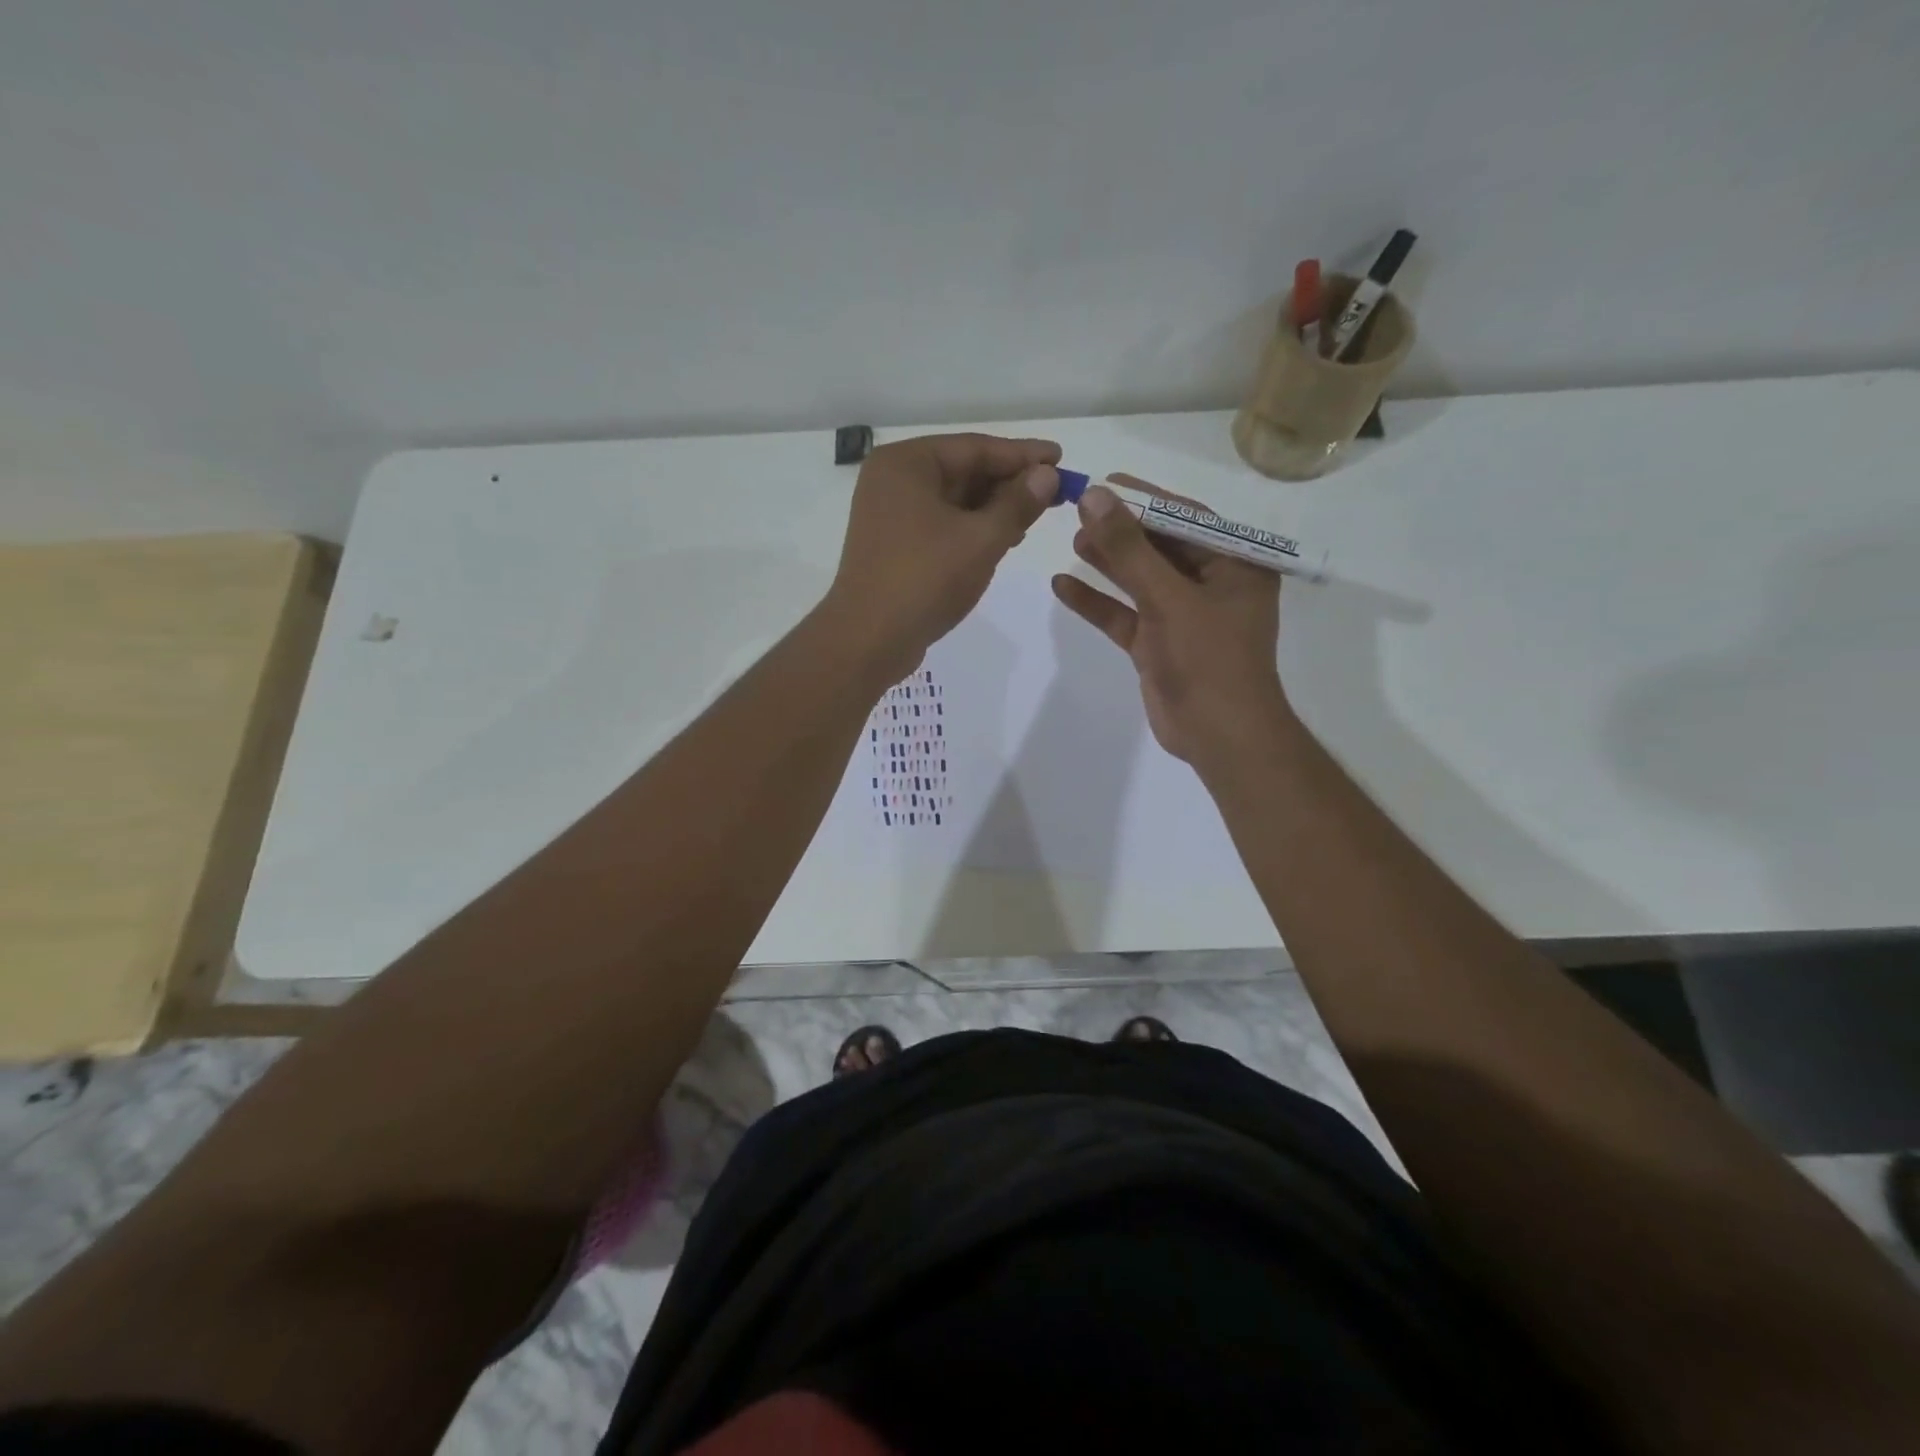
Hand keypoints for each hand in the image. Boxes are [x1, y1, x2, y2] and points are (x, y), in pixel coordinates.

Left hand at [822, 432, 1060, 681]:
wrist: (869, 640)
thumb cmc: (925, 580)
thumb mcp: (981, 539)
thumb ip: (1018, 503)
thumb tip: (1047, 474)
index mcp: (906, 463)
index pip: (975, 448)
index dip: (1022, 455)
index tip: (1061, 458)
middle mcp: (892, 480)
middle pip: (963, 471)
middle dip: (1009, 483)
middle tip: (1055, 493)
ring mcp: (889, 514)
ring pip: (953, 500)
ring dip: (994, 508)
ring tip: (1034, 518)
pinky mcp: (894, 545)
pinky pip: (941, 524)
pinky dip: (972, 529)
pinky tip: (1003, 540)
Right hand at [1051, 475, 1290, 766]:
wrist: (1219, 736)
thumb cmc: (1208, 660)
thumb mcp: (1169, 599)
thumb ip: (1130, 549)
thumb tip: (1095, 496)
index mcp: (1234, 565)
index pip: (1186, 518)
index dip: (1144, 499)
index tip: (1103, 483)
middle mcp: (1211, 584)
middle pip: (1159, 547)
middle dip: (1120, 530)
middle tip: (1078, 511)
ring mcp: (1182, 616)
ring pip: (1139, 580)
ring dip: (1107, 562)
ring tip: (1072, 541)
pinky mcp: (1157, 644)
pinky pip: (1124, 615)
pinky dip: (1097, 602)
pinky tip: (1062, 586)